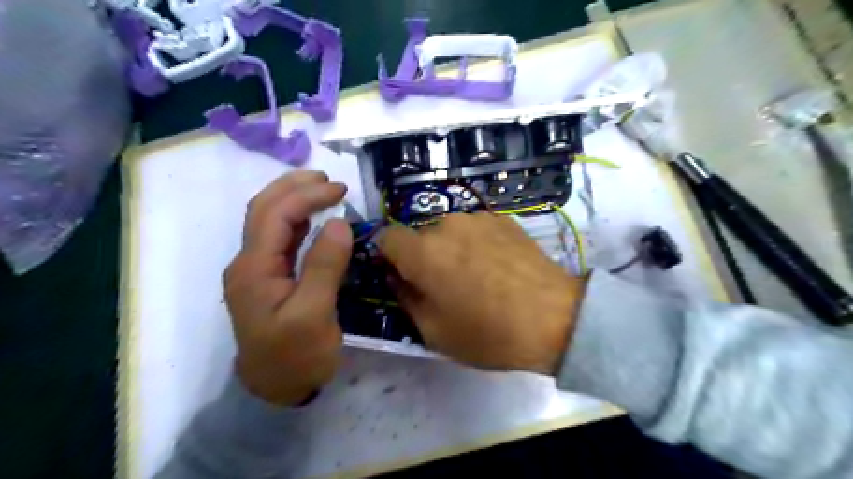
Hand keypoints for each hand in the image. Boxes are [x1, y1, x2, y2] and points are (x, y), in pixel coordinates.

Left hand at [222, 170, 353, 405]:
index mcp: (254, 269)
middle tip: (330, 179)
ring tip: (323, 189)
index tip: (341, 190)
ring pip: (269, 221)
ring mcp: (256, 271)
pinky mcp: (269, 279)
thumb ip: (324, 266)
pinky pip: (280, 239)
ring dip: (293, 199)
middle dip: (295, 187)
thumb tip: (339, 223)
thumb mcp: (314, 314)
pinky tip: (313, 218)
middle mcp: (248, 263)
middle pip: (264, 210)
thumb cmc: (295, 356)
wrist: (274, 391)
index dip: (307, 195)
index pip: (276, 215)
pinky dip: (297, 221)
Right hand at [380, 212, 587, 374]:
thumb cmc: (489, 333)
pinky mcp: (504, 219)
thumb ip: (406, 297)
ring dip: (451, 249)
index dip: (389, 256)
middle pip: (420, 236)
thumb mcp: (434, 331)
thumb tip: (396, 276)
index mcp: (423, 252)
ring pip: (449, 231)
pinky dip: (476, 244)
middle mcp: (447, 225)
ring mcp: (478, 218)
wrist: (556, 319)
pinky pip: (476, 229)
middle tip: (445, 285)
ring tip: (476, 276)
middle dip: (423, 257)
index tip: (401, 275)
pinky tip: (498, 267)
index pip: (386, 237)